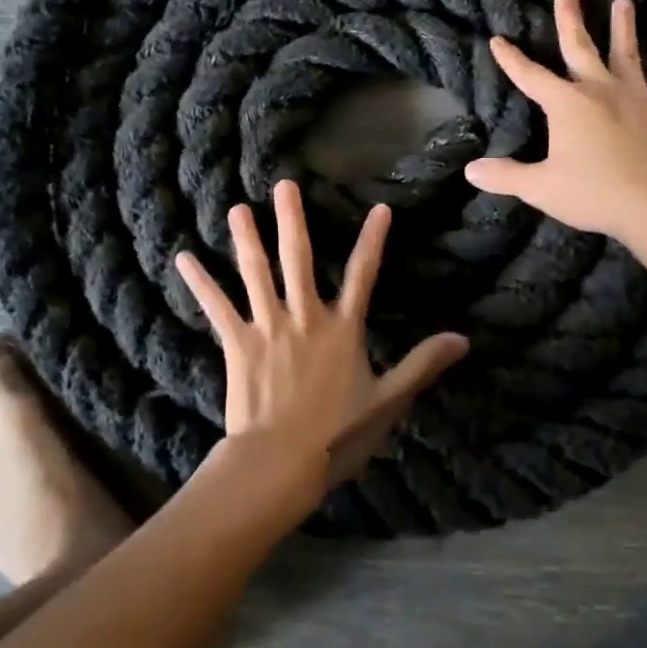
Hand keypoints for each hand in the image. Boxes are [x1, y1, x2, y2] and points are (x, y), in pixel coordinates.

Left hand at [175, 180, 468, 510]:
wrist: (281, 462)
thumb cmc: (338, 434)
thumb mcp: (388, 401)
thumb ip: (422, 365)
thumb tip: (462, 339)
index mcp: (342, 328)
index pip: (364, 275)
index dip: (373, 241)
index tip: (380, 209)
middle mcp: (304, 317)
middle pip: (299, 260)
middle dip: (292, 220)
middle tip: (284, 185)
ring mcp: (268, 327)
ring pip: (256, 273)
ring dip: (247, 238)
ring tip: (238, 208)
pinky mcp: (238, 343)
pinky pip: (217, 307)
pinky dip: (200, 282)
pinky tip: (184, 258)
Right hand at [464, 0, 646, 244]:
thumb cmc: (593, 194)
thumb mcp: (540, 188)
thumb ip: (506, 176)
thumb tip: (470, 170)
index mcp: (566, 104)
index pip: (530, 76)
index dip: (511, 59)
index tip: (497, 40)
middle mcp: (600, 90)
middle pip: (580, 48)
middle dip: (570, 19)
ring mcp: (637, 97)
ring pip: (627, 54)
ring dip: (623, 27)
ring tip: (623, 2)